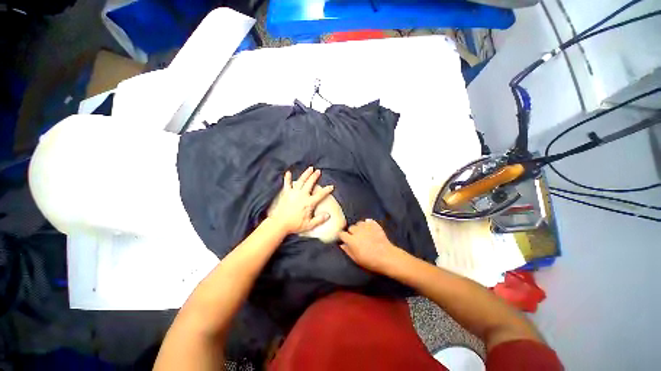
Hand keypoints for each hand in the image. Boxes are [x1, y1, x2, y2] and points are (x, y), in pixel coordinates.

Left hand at [269, 167, 334, 234]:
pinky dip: (287, 178)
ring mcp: (294, 193)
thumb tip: (328, 215)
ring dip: (306, 174)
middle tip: (318, 171)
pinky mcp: (286, 193)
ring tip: (310, 168)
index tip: (331, 186)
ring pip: (301, 181)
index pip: (320, 194)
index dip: (327, 190)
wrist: (279, 223)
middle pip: (310, 183)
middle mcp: (302, 195)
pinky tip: (288, 172)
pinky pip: (287, 184)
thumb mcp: (309, 225)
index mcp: (309, 202)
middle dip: (315, 176)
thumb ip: (319, 220)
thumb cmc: (295, 225)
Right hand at [339, 219, 401, 273]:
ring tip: (362, 233)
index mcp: (351, 240)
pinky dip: (367, 224)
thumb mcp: (356, 259)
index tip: (343, 239)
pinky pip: (367, 221)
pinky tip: (369, 228)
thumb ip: (347, 251)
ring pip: (358, 223)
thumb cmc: (370, 261)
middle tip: (355, 237)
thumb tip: (342, 245)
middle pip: (350, 227)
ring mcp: (366, 227)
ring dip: (359, 227)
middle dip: (351, 232)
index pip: (342, 234)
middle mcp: (357, 231)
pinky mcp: (374, 225)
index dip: (342, 236)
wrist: (387, 257)